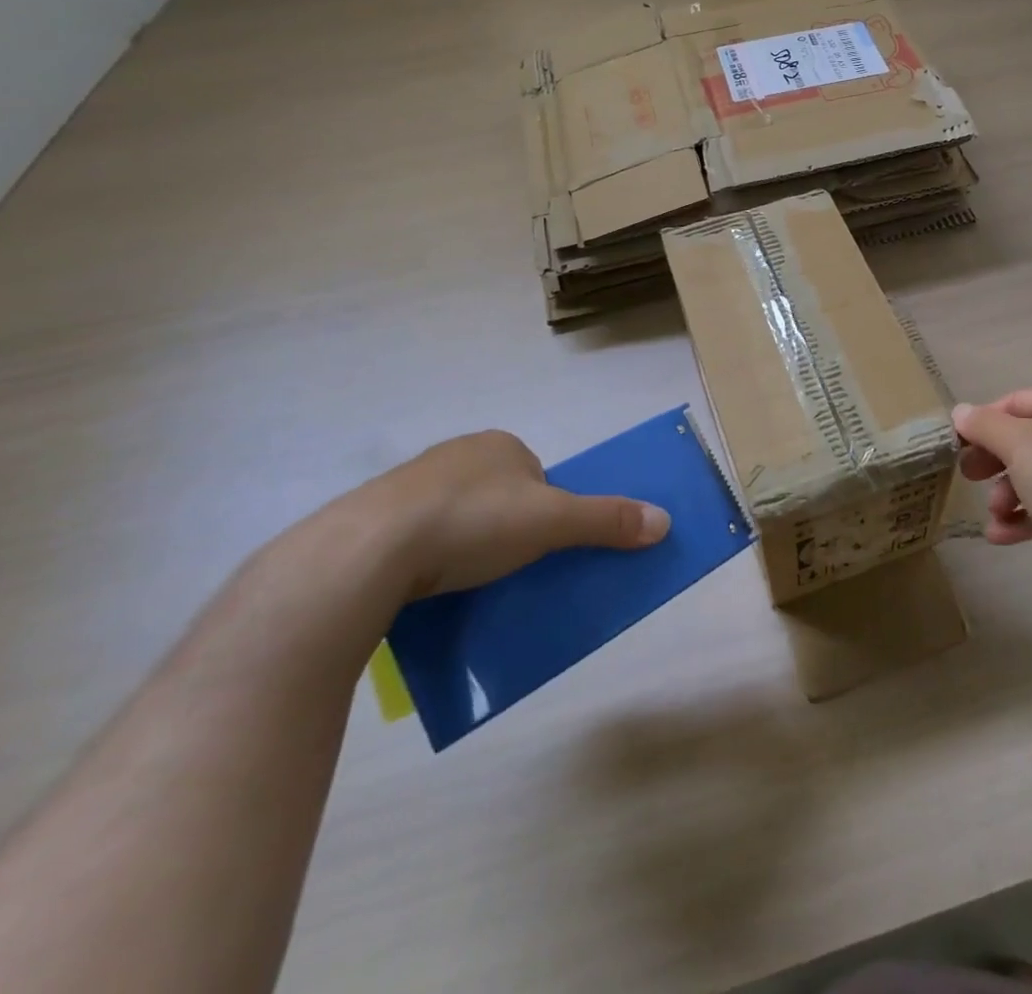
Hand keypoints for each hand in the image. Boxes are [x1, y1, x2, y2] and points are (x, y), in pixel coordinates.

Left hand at [368, 430, 669, 599]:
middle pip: (499, 495)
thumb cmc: (472, 521)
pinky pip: (416, 537)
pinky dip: (428, 558)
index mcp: (499, 444)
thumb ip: (607, 520)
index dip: (548, 509)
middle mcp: (456, 455)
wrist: (367, 552)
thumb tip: (665, 521)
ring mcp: (409, 485)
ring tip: (468, 584)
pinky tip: (427, 587)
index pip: (538, 475)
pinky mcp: (373, 519)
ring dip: (466, 545)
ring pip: (456, 516)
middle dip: (507, 528)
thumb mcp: (552, 522)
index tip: (543, 546)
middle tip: (510, 568)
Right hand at [953, 388, 1031, 599]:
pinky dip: (1026, 514)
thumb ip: (984, 425)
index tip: (959, 444)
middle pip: (1027, 438)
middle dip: (995, 462)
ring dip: (1007, 493)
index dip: (985, 420)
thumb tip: (960, 412)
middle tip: (968, 476)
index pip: (1020, 401)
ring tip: (995, 513)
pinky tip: (1001, 535)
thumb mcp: (1017, 445)